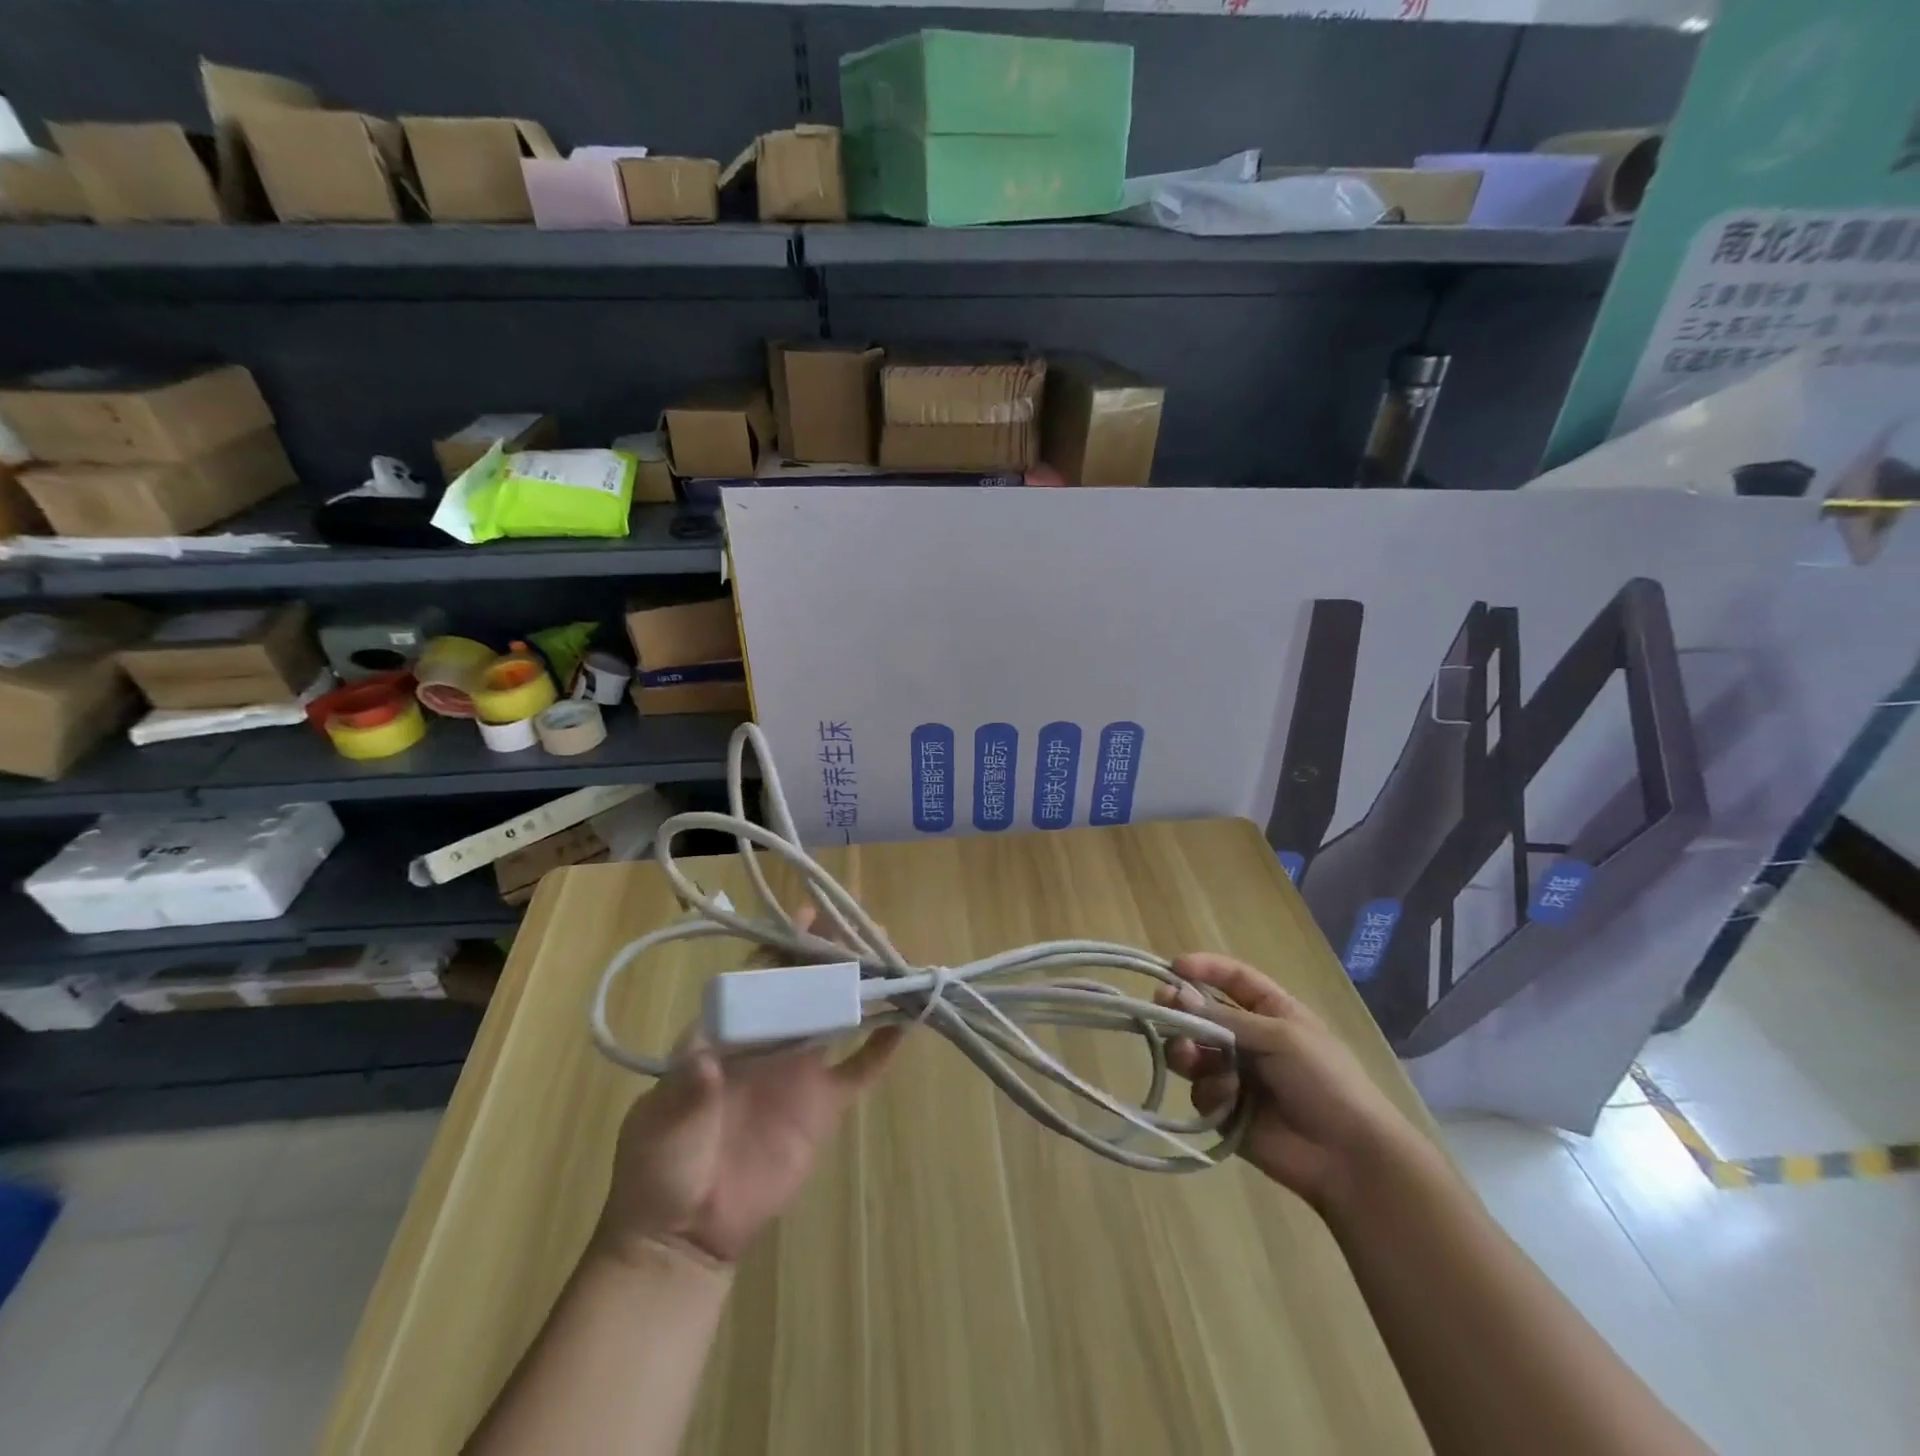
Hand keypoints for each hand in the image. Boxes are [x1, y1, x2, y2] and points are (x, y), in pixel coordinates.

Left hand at [598, 907, 901, 1266]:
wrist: (684, 1235)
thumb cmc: (659, 1168)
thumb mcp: (661, 1125)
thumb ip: (685, 1092)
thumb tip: (705, 1061)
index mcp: (727, 1032)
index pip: (759, 975)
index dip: (784, 943)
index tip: (811, 914)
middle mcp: (769, 1040)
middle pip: (805, 985)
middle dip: (833, 954)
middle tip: (865, 926)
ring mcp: (800, 1071)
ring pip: (837, 1016)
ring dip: (862, 988)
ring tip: (892, 957)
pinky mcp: (823, 1106)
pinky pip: (859, 1070)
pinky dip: (882, 1047)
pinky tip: (906, 1023)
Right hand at [1156, 953, 1421, 1211]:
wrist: (1347, 1156)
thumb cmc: (1324, 1081)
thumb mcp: (1279, 1036)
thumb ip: (1225, 1018)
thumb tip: (1175, 995)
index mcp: (1271, 1012)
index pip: (1232, 979)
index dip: (1203, 968)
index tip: (1172, 967)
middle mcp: (1250, 1039)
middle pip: (1203, 1014)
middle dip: (1181, 1011)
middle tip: (1161, 1008)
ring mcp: (1236, 1075)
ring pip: (1194, 1052)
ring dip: (1187, 1051)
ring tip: (1189, 1058)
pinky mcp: (1227, 1110)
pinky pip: (1201, 1091)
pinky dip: (1209, 1092)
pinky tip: (1227, 1100)